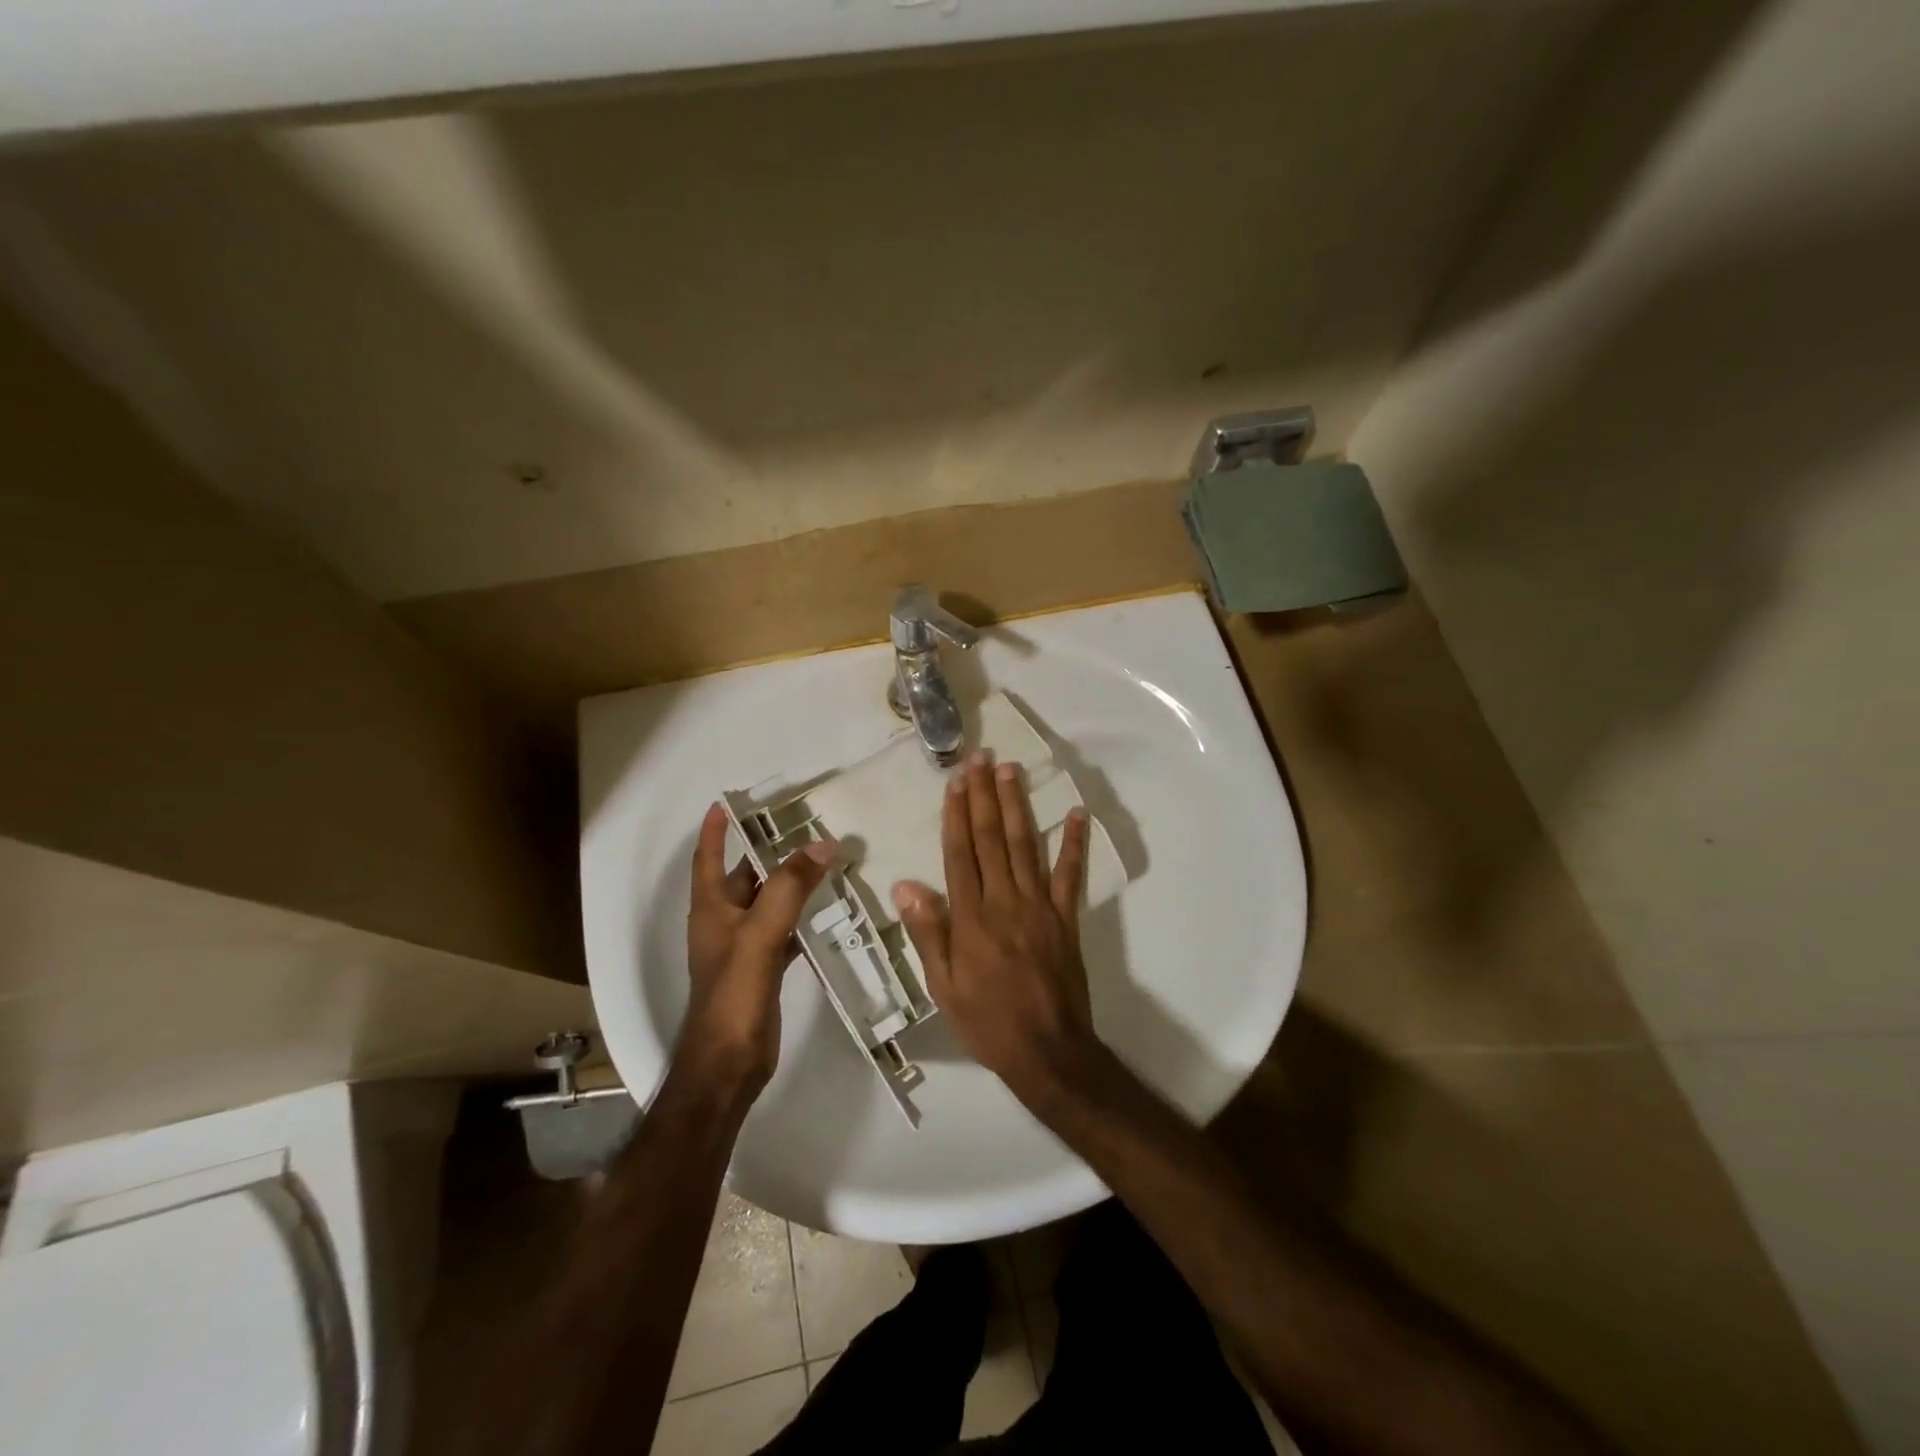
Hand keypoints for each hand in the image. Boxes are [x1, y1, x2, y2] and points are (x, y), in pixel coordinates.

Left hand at [680, 803, 833, 1095]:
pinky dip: (802, 917)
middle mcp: (724, 922)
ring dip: (790, 883)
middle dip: (769, 850)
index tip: (727, 803)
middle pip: (746, 876)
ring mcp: (744, 947)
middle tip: (803, 827)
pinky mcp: (763, 969)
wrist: (729, 1064)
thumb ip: (788, 889)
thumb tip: (821, 843)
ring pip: (769, 903)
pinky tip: (827, 911)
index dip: (715, 831)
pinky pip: (784, 930)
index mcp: (712, 909)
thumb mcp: (760, 936)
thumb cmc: (734, 996)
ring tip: (824, 860)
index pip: (708, 859)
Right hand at [892, 752, 1094, 1104]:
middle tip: (983, 758)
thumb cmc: (987, 1022)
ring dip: (1018, 805)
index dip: (957, 813)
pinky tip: (1075, 814)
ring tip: (1013, 770)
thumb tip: (906, 884)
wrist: (1048, 1051)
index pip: (961, 853)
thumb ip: (928, 933)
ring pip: (1025, 846)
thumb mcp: (943, 987)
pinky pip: (1071, 875)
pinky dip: (1074, 843)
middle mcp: (1005, 901)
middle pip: (992, 839)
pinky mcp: (1066, 918)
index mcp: (972, 917)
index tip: (957, 780)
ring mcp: (1040, 906)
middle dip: (986, 795)